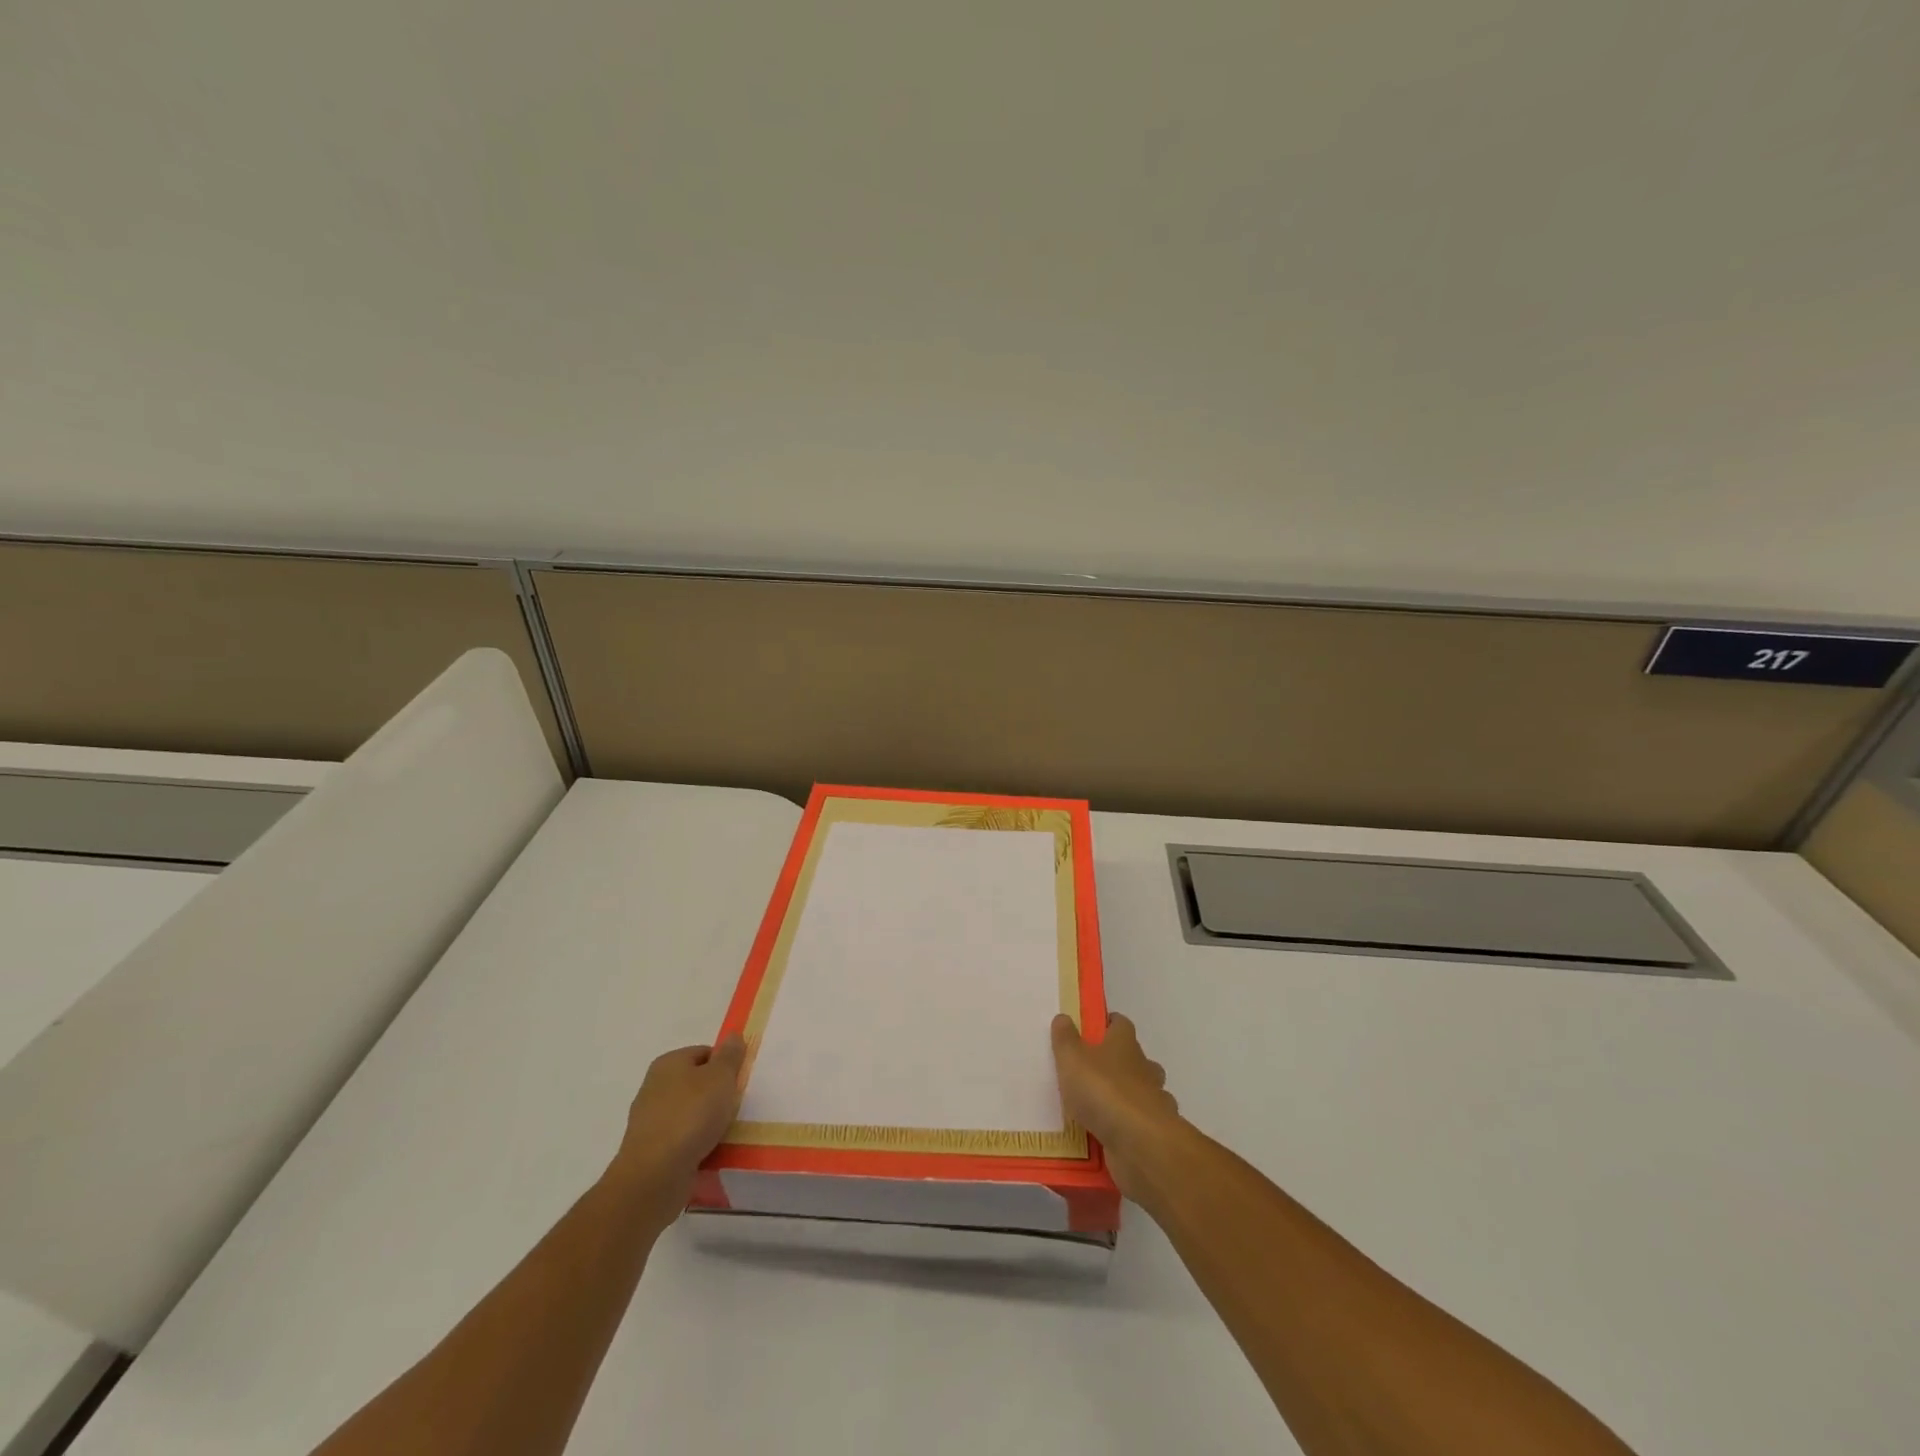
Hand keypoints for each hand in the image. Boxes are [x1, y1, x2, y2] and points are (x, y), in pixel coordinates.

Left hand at [607, 1035, 746, 1215]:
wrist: (654, 1175)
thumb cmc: (690, 1116)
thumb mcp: (720, 1077)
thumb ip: (730, 1056)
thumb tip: (733, 1036)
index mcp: (668, 1063)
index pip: (705, 1053)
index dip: (725, 1064)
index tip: (739, 1083)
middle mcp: (654, 1087)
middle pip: (697, 1083)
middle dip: (717, 1095)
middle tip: (736, 1107)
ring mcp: (650, 1121)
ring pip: (690, 1113)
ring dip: (708, 1122)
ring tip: (727, 1133)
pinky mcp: (651, 1151)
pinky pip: (682, 1140)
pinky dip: (696, 1144)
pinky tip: (710, 1153)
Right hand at [1051, 1013, 1178, 1199]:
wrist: (1140, 1143)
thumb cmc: (1103, 1091)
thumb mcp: (1072, 1059)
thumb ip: (1065, 1039)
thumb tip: (1063, 1017)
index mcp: (1124, 1044)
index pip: (1120, 1024)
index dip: (1108, 1024)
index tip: (1092, 1030)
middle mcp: (1144, 1068)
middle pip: (1135, 1058)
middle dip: (1118, 1062)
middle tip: (1092, 1072)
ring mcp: (1154, 1101)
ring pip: (1144, 1091)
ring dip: (1128, 1096)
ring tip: (1100, 1107)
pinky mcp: (1155, 1132)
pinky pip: (1142, 1124)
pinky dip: (1131, 1126)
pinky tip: (1113, 1134)